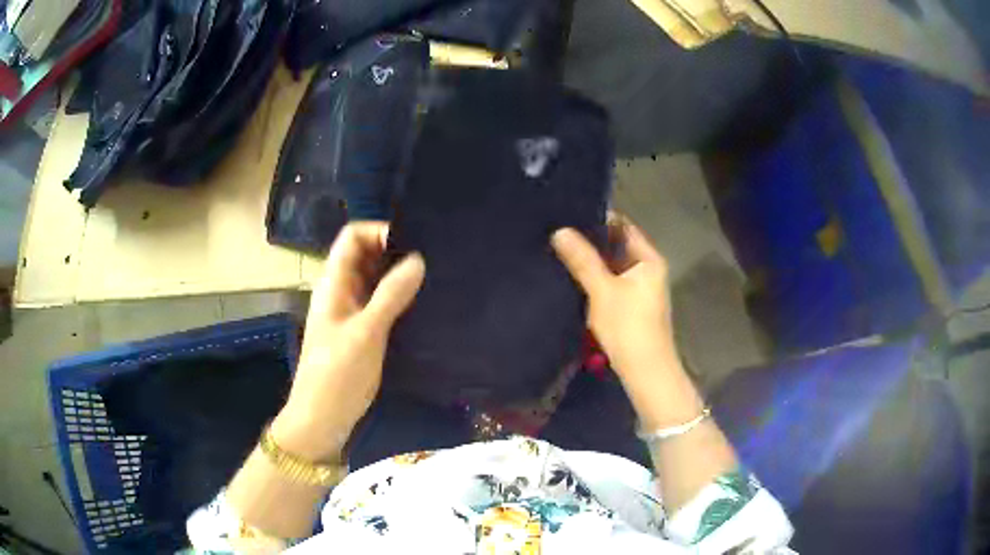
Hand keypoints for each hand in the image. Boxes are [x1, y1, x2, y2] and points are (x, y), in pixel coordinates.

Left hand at [272, 222, 424, 460]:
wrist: (321, 419)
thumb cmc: (338, 375)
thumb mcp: (366, 333)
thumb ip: (391, 295)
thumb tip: (418, 260)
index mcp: (333, 284)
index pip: (352, 237)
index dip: (378, 231)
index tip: (413, 243)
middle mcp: (340, 291)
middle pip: (364, 255)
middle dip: (394, 251)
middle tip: (431, 260)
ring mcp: (349, 312)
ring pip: (373, 280)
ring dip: (398, 276)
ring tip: (432, 279)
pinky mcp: (359, 332)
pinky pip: (379, 303)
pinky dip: (397, 298)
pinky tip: (421, 306)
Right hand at [552, 216, 702, 428]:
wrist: (645, 371)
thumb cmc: (628, 326)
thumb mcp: (602, 290)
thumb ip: (582, 260)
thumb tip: (560, 231)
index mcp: (649, 260)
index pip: (623, 226)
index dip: (599, 219)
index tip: (570, 214)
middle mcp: (648, 270)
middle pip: (617, 247)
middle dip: (591, 242)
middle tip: (559, 232)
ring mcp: (640, 289)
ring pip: (612, 267)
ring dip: (592, 262)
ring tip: (561, 251)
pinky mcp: (631, 307)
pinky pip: (611, 284)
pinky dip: (595, 280)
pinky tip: (573, 278)